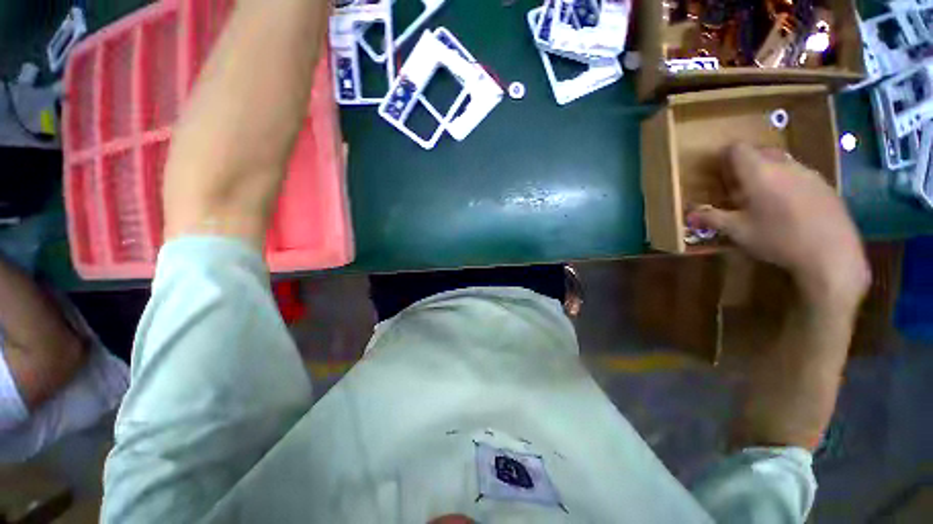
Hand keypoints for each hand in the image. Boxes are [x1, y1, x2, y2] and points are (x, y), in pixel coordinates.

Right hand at [688, 143, 869, 308]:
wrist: (832, 254)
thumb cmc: (778, 239)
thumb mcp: (737, 231)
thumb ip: (712, 218)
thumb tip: (688, 214)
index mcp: (759, 173)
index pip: (737, 148)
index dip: (724, 156)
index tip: (718, 172)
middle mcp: (784, 165)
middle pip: (760, 152)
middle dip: (745, 164)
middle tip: (736, 187)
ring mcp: (808, 173)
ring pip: (781, 162)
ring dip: (767, 173)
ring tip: (761, 198)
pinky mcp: (825, 185)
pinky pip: (799, 174)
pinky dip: (786, 182)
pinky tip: (787, 207)